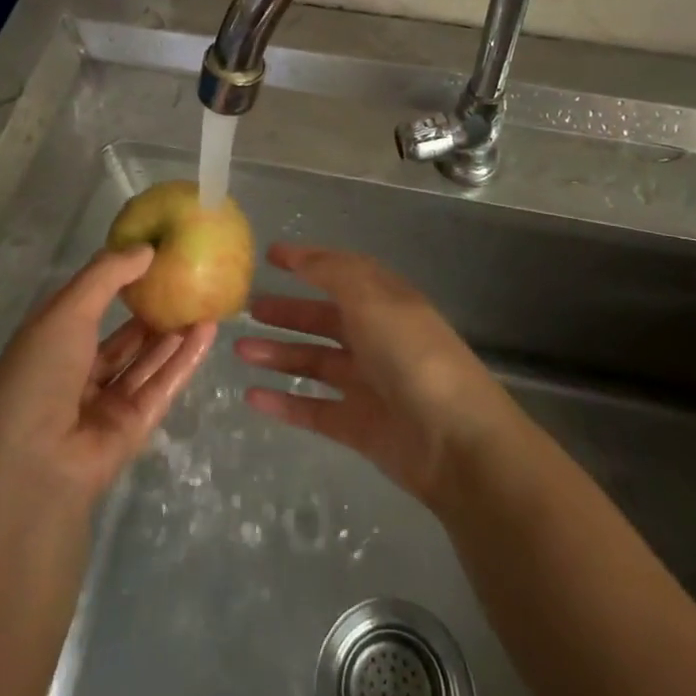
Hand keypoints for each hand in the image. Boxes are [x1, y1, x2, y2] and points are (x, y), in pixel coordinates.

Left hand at [0, 245, 216, 505]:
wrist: (33, 467)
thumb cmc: (38, 376)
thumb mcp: (65, 311)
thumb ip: (106, 276)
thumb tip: (146, 248)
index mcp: (49, 345)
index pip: (87, 308)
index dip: (117, 282)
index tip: (151, 258)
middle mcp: (76, 374)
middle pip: (122, 338)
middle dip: (151, 311)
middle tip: (187, 280)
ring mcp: (105, 403)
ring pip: (146, 361)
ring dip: (173, 332)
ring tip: (205, 298)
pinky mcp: (133, 426)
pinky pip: (162, 384)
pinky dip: (185, 358)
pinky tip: (208, 330)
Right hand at [236, 244, 521, 508]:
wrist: (456, 441)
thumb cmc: (412, 356)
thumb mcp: (372, 299)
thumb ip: (333, 273)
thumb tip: (300, 254)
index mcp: (385, 303)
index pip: (342, 273)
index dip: (308, 262)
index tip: (270, 256)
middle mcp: (376, 338)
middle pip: (324, 320)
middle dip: (287, 312)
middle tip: (247, 309)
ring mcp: (368, 384)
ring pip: (314, 363)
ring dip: (278, 355)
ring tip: (239, 350)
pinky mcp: (359, 426)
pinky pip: (314, 408)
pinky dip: (284, 402)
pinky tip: (252, 397)